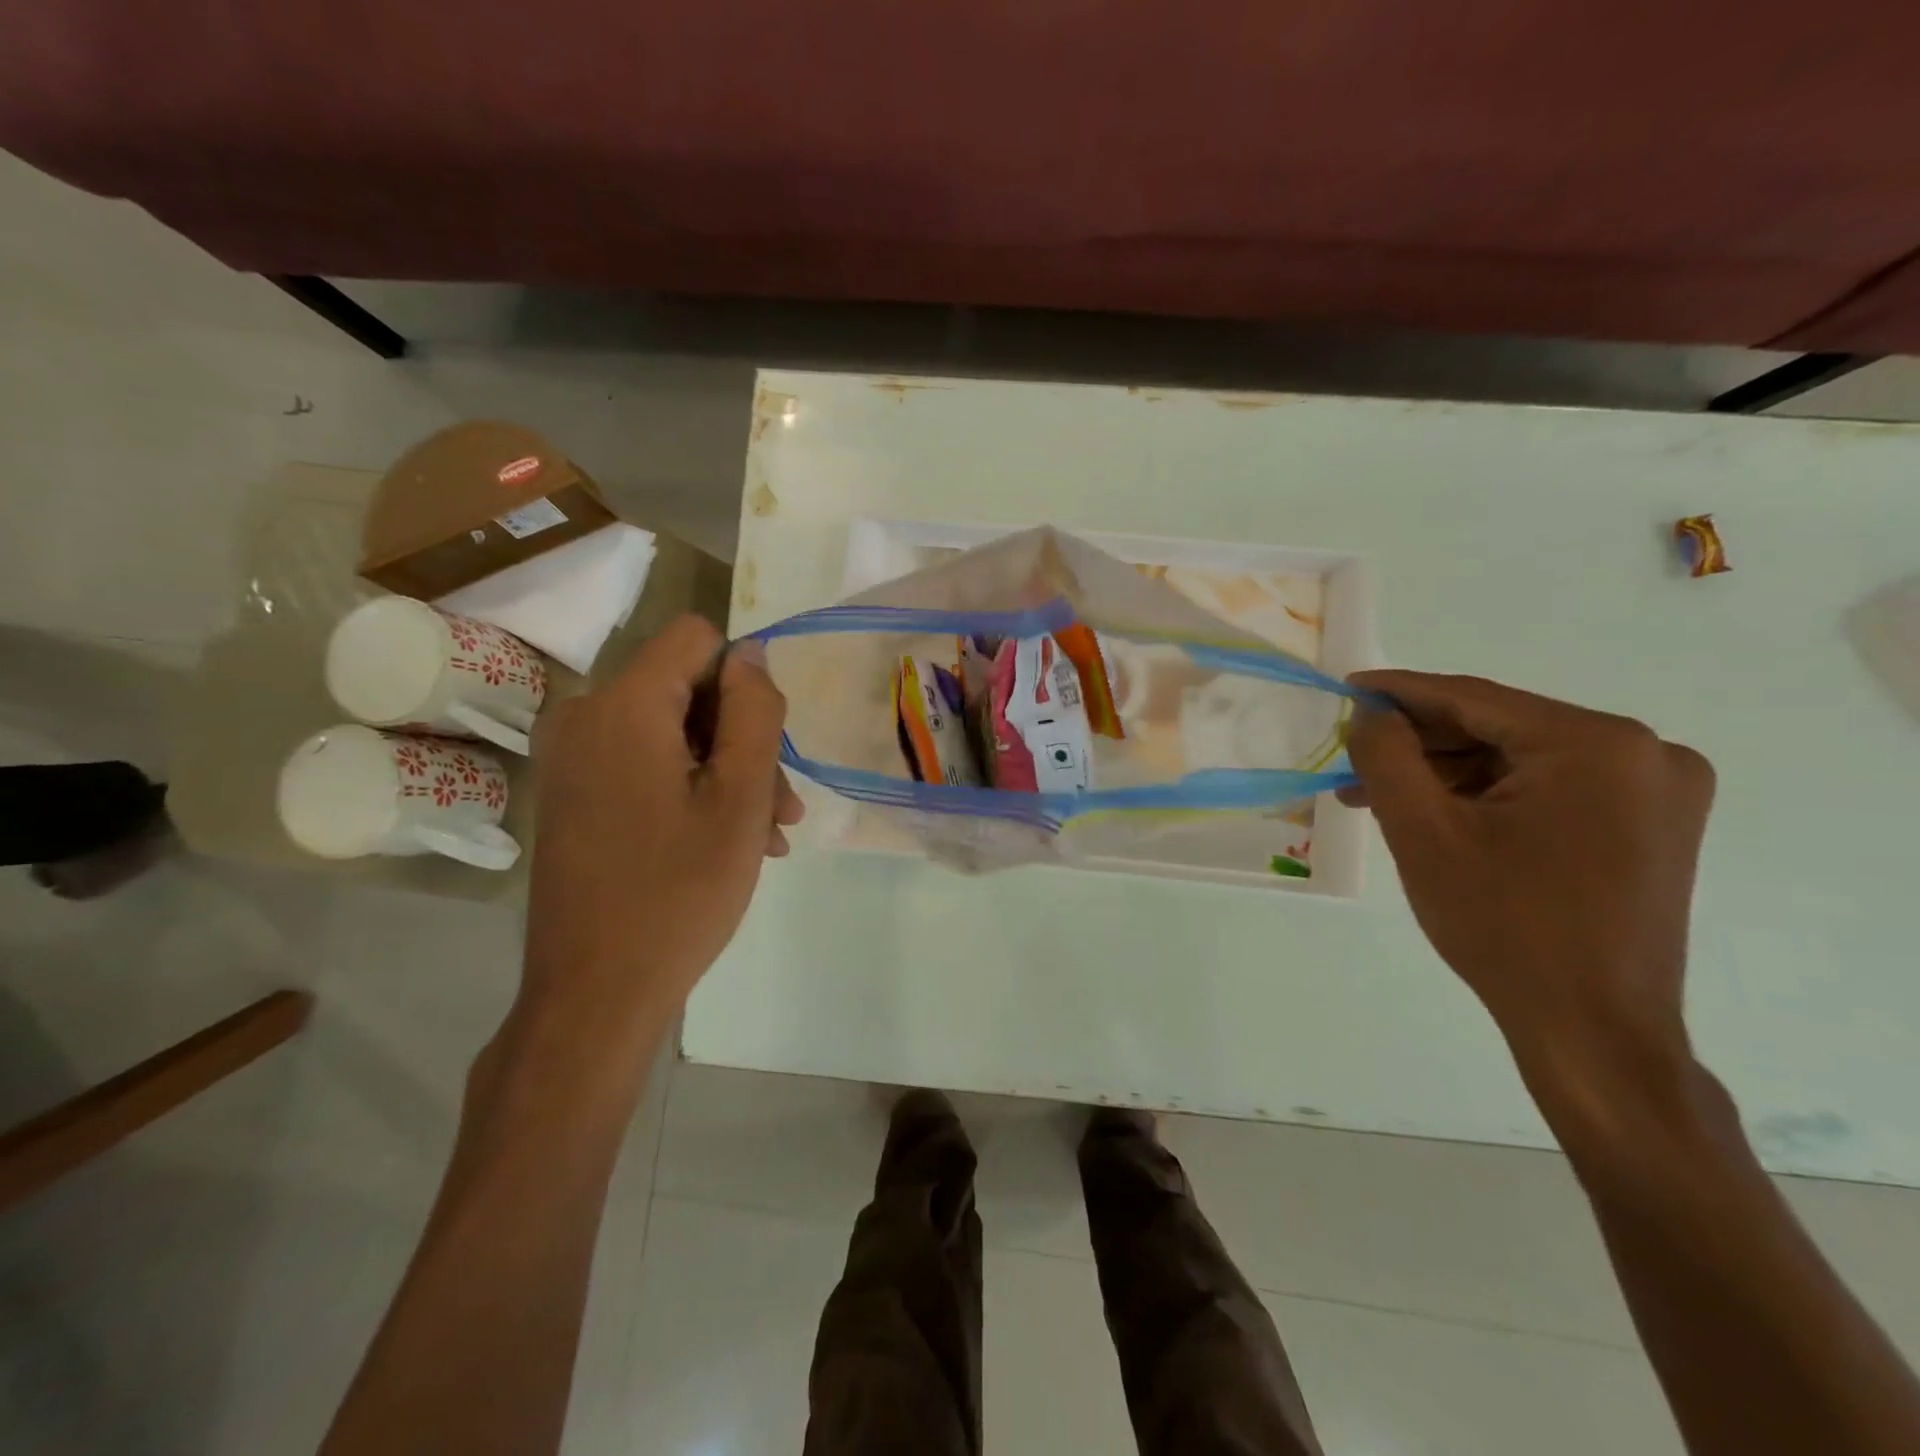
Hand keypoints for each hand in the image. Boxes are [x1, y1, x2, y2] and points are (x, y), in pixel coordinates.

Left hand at [517, 617, 802, 1069]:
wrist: (596, 993)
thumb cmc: (679, 891)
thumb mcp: (740, 797)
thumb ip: (754, 711)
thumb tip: (752, 654)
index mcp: (623, 706)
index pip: (697, 638)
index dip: (744, 680)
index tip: (764, 744)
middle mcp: (585, 717)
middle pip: (686, 691)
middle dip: (742, 741)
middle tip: (781, 809)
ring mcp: (571, 759)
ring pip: (671, 733)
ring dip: (725, 774)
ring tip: (765, 835)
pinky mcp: (571, 795)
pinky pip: (644, 765)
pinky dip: (689, 790)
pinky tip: (726, 841)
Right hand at [1344, 671, 1714, 1087]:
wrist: (1592, 1031)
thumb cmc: (1504, 926)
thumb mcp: (1424, 833)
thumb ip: (1387, 755)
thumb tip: (1370, 712)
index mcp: (1599, 746)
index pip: (1476, 699)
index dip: (1401, 692)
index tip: (1346, 687)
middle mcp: (1644, 754)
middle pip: (1500, 728)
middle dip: (1419, 744)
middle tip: (1350, 756)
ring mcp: (1654, 792)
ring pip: (1519, 760)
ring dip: (1445, 774)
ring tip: (1374, 796)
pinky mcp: (1647, 825)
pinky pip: (1546, 788)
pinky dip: (1484, 797)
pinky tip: (1431, 814)